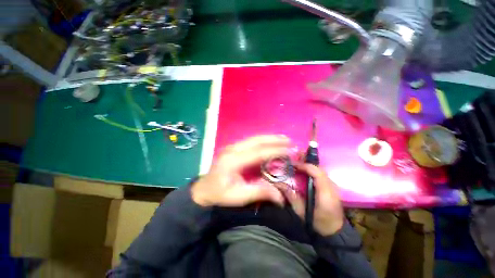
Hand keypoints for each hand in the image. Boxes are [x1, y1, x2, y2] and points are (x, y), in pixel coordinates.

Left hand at [191, 135, 290, 206]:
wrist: (203, 189)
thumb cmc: (219, 194)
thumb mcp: (238, 197)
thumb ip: (259, 193)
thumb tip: (280, 196)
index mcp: (233, 161)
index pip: (258, 152)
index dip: (275, 151)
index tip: (289, 151)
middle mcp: (232, 149)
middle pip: (256, 140)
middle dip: (274, 139)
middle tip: (289, 141)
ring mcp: (232, 146)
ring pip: (254, 138)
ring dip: (269, 138)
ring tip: (283, 139)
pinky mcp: (233, 147)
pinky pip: (251, 141)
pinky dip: (263, 140)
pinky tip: (270, 141)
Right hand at [279, 163, 343, 235]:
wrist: (335, 233)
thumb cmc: (317, 223)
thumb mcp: (301, 212)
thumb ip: (291, 196)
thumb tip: (279, 184)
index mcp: (325, 193)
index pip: (317, 172)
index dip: (304, 166)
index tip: (293, 165)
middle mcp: (332, 187)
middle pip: (319, 169)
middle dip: (305, 165)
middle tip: (293, 166)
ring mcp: (334, 187)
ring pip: (320, 171)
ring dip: (309, 168)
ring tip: (297, 168)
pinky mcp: (333, 188)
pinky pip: (321, 175)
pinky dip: (312, 172)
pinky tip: (305, 174)